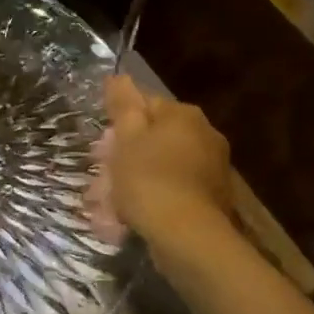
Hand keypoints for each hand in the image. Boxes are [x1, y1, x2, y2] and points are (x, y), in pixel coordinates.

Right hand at [86, 74, 234, 248]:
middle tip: (101, 179)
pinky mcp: (212, 200)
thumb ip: (123, 105)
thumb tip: (119, 77)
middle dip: (126, 157)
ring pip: (162, 168)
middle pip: (154, 139)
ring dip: (135, 182)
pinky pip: (173, 192)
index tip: (101, 148)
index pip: (145, 105)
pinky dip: (152, 201)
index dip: (118, 124)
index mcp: (184, 115)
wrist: (187, 236)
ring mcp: (212, 170)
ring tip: (109, 206)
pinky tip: (131, 219)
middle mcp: (205, 135)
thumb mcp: (127, 138)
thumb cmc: (150, 180)